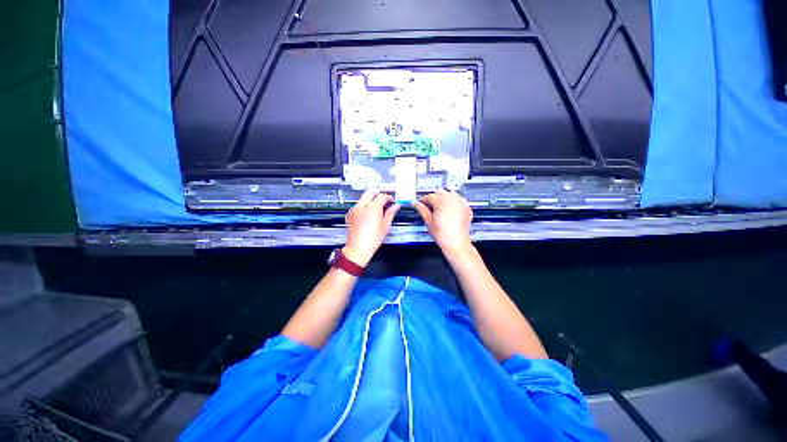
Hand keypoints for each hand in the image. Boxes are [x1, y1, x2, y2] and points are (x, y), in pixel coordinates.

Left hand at [343, 188, 399, 266]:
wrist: (358, 248)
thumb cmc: (372, 239)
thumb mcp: (386, 225)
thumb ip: (391, 213)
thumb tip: (396, 206)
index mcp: (373, 207)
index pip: (382, 196)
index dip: (388, 197)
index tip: (391, 201)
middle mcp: (362, 206)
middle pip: (371, 192)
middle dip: (378, 194)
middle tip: (383, 200)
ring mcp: (354, 209)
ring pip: (363, 198)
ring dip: (370, 200)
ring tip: (376, 209)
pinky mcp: (349, 214)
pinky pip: (357, 205)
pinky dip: (363, 207)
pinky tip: (367, 214)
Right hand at [413, 189, 473, 256]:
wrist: (456, 242)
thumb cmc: (443, 234)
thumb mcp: (428, 221)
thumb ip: (421, 209)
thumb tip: (415, 204)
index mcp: (442, 202)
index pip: (430, 196)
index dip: (423, 199)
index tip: (420, 202)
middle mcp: (452, 200)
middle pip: (440, 193)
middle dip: (434, 197)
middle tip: (429, 205)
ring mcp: (461, 203)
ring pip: (450, 193)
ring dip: (444, 197)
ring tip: (439, 206)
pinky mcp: (466, 207)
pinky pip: (459, 199)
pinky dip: (453, 201)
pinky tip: (449, 208)